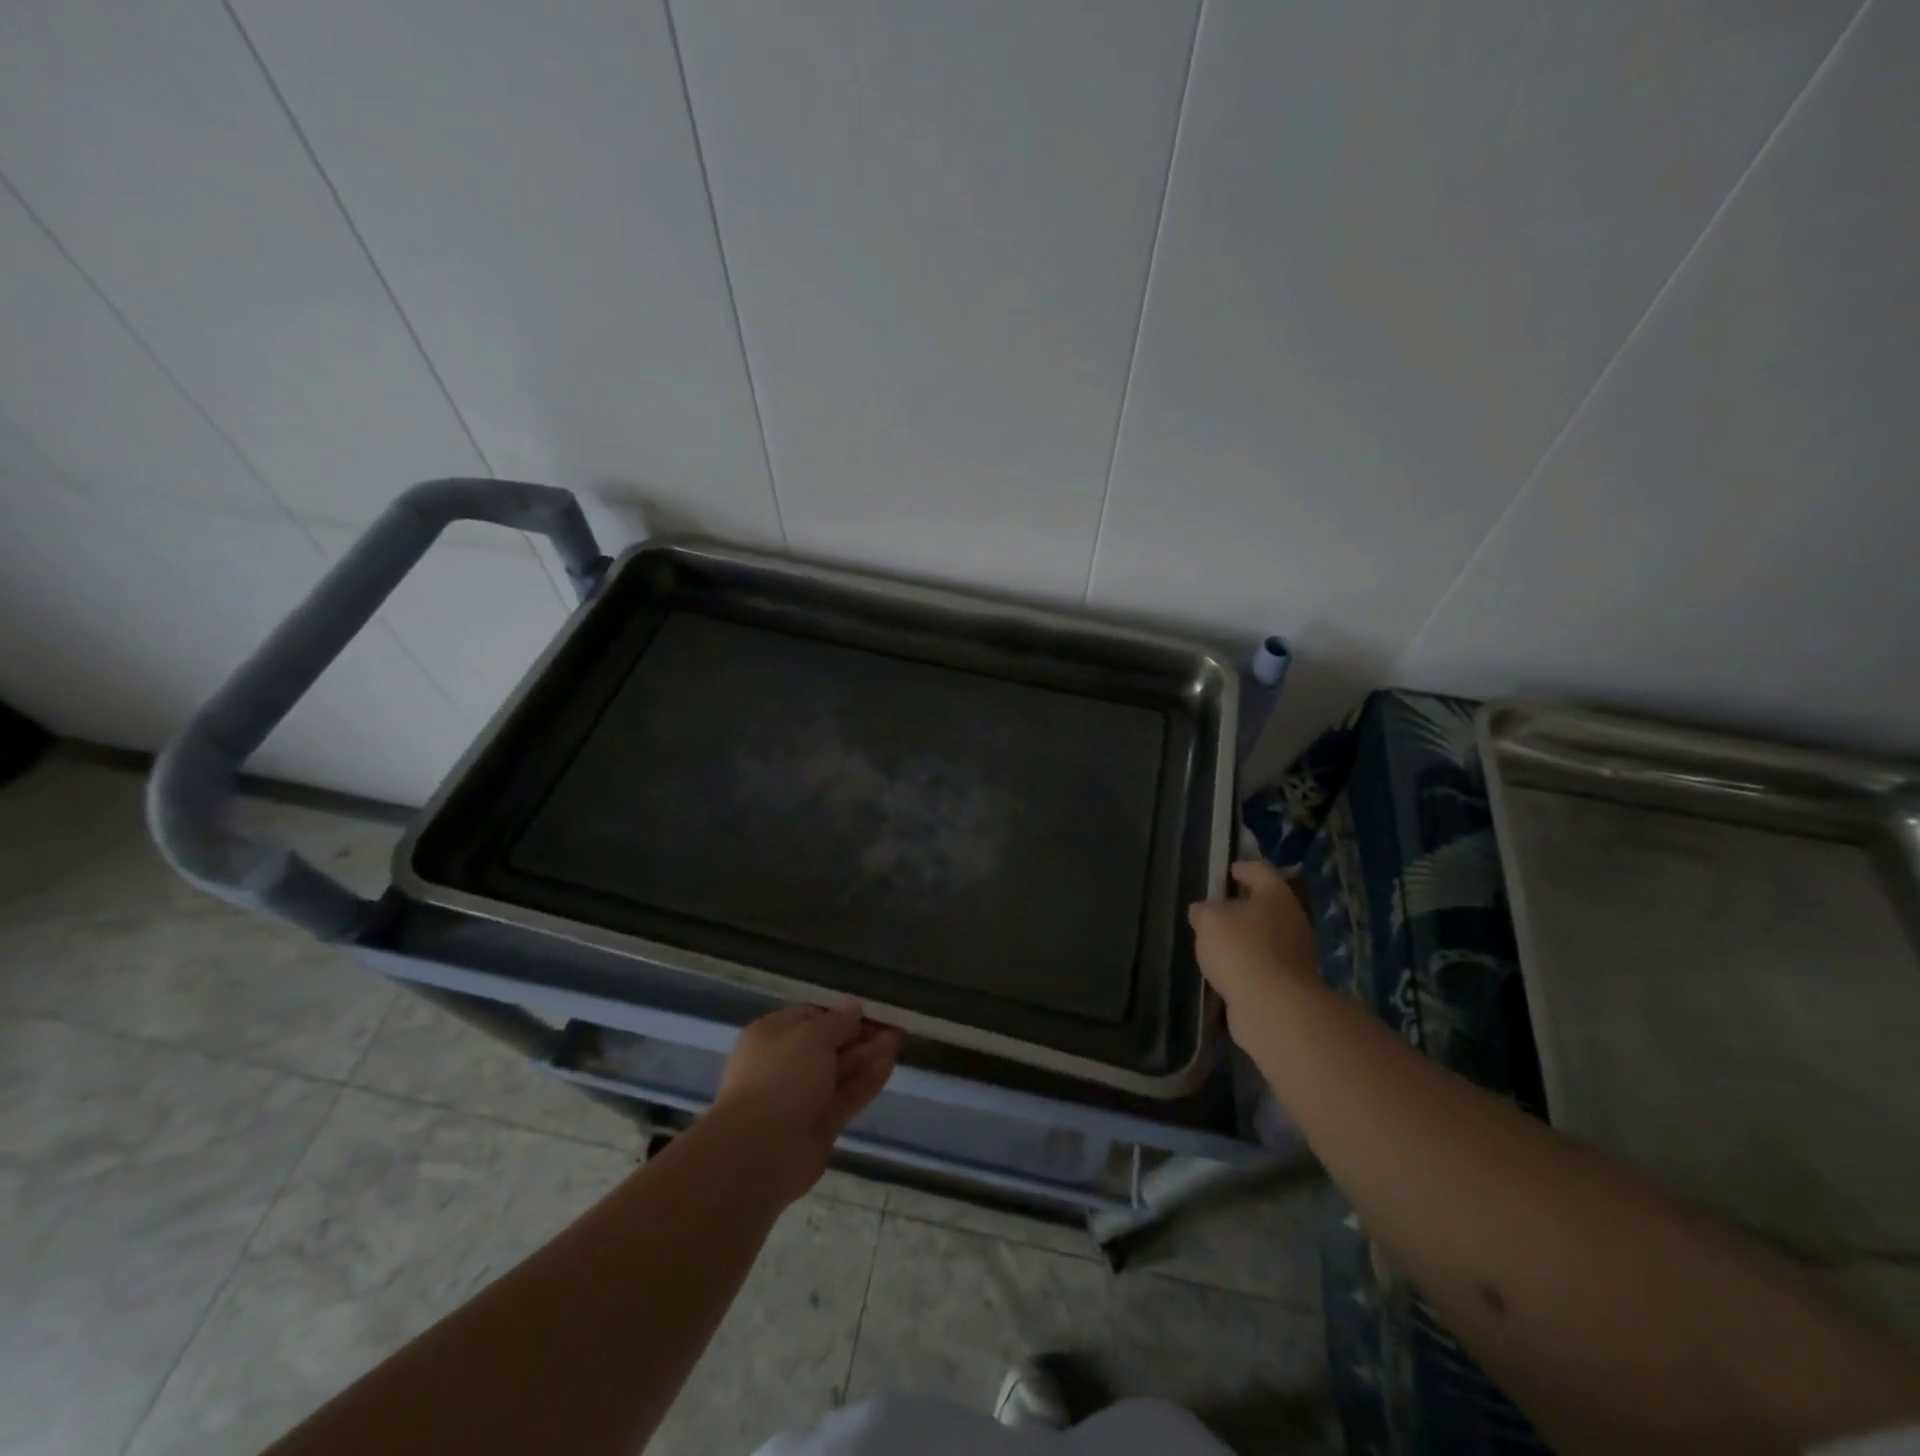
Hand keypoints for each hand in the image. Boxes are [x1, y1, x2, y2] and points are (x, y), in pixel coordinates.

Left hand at [708, 1001, 902, 1205]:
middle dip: (861, 1035)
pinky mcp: (820, 1125)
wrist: (761, 1151)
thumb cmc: (781, 1076)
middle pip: (829, 1044)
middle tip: (894, 1026)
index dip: (842, 1013)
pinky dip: (867, 1081)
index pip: (811, 1016)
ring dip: (869, 1055)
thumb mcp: (812, 1035)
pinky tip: (890, 1065)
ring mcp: (803, 1097)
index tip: (872, 1011)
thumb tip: (852, 1007)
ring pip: (841, 1070)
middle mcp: (785, 1064)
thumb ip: (838, 1021)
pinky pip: (847, 1096)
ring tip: (899, 1040)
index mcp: (772, 1036)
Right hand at [1189, 860, 1320, 1028]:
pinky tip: (1224, 971)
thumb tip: (1203, 911)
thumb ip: (1203, 911)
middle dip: (1243, 907)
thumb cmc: (1241, 949)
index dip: (1243, 868)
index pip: (1261, 871)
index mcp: (1276, 896)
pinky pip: (1263, 967)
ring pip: (1265, 938)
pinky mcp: (1289, 984)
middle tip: (1216, 909)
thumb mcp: (1209, 920)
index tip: (1229, 871)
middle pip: (1267, 906)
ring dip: (1244, 939)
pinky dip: (1246, 966)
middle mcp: (1292, 921)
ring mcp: (1295, 955)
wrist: (1274, 1008)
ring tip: (1215, 943)